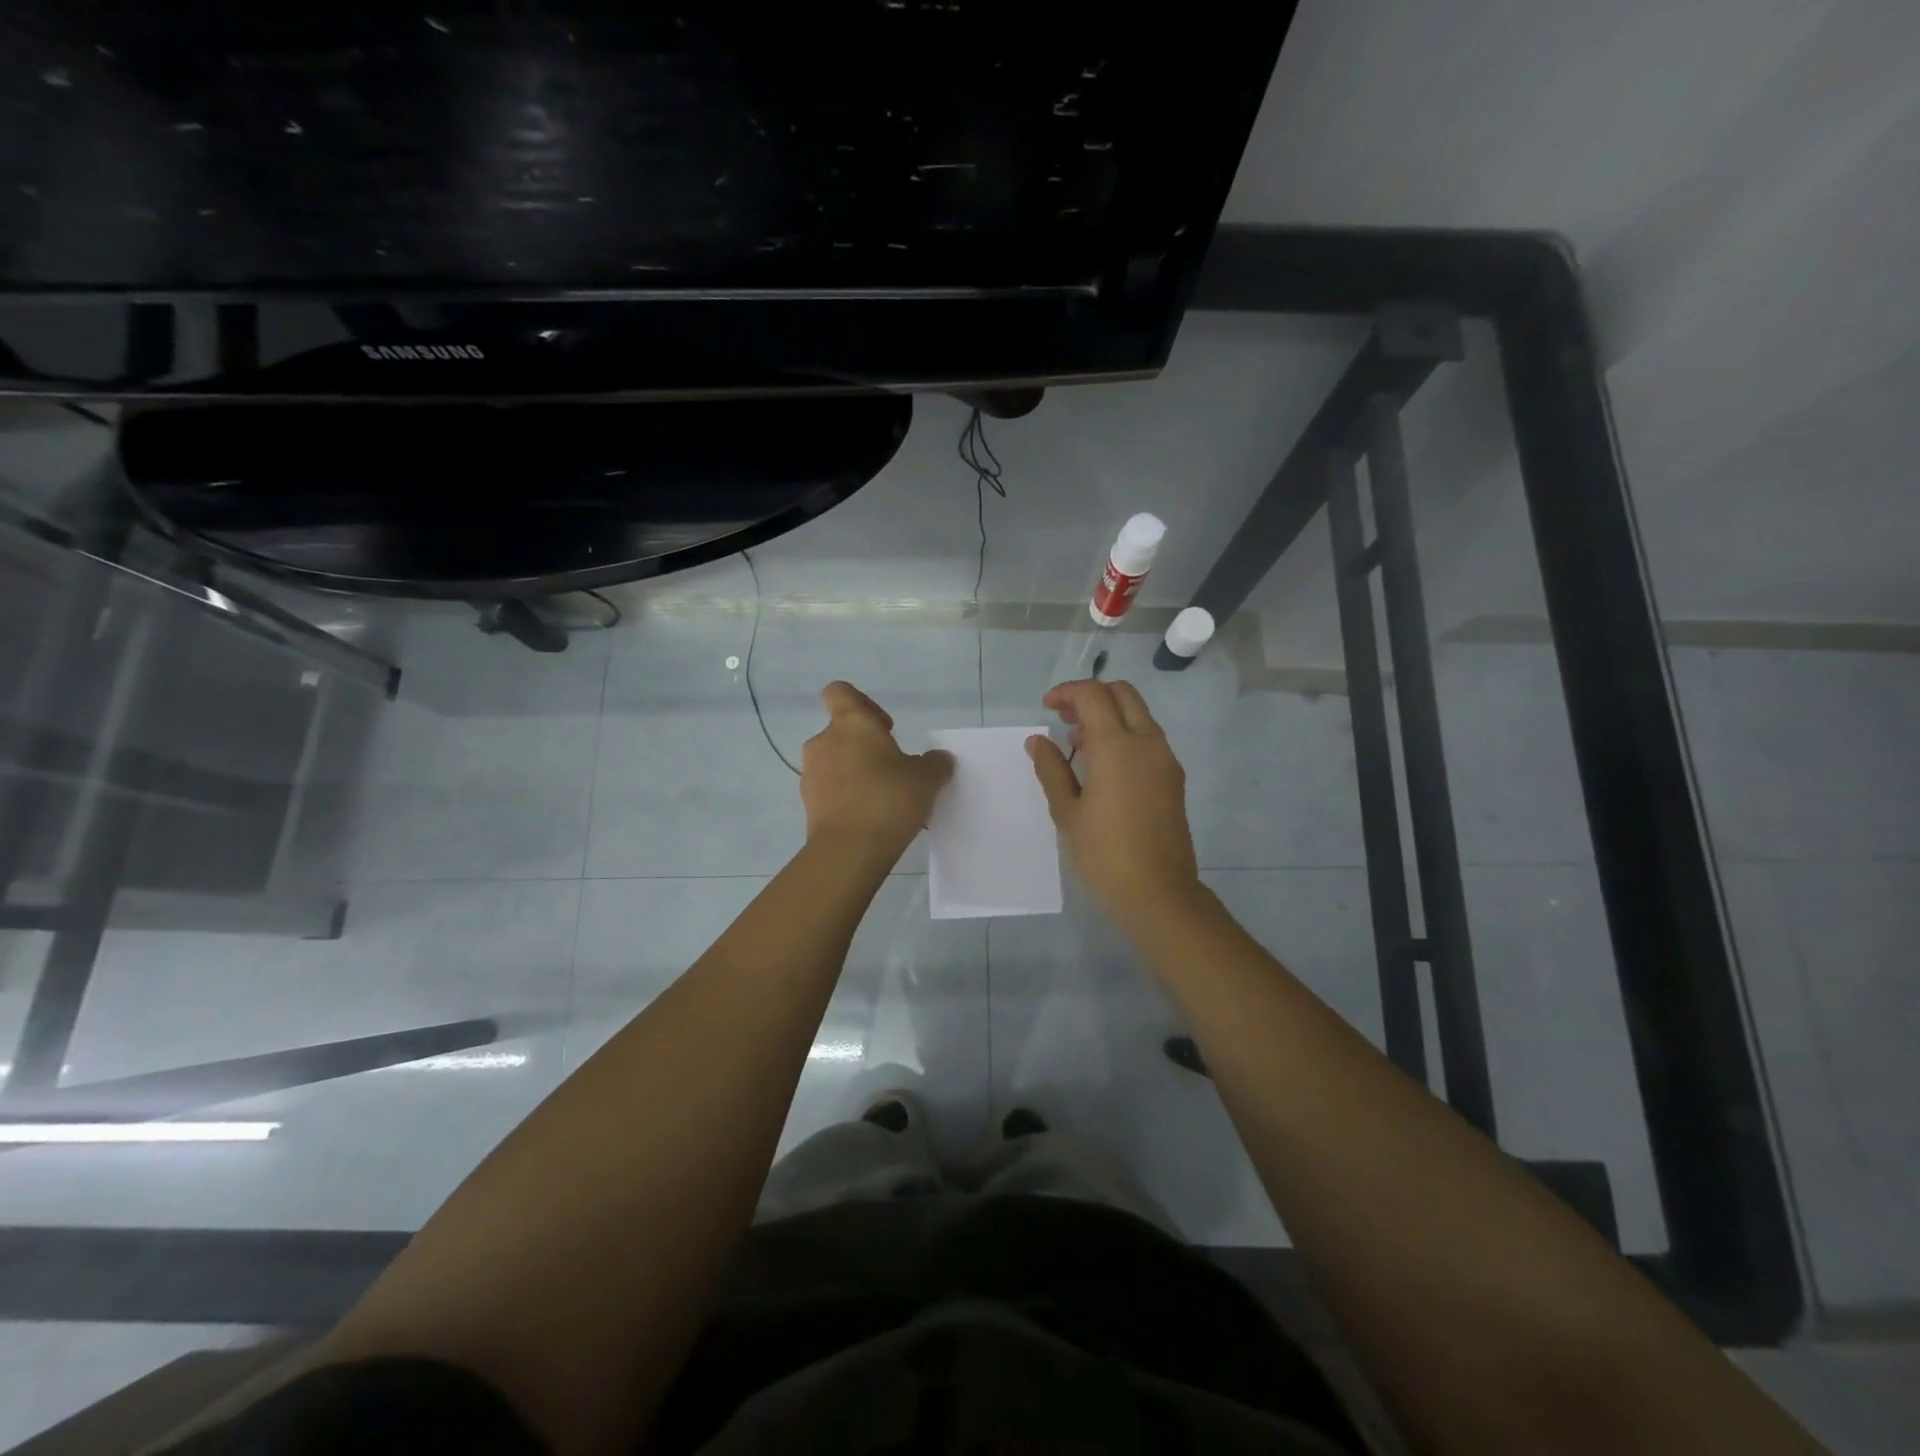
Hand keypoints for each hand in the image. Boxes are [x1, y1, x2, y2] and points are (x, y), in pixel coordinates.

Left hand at [801, 681, 953, 865]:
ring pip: (836, 762)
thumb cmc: (888, 799)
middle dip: (866, 747)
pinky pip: (831, 790)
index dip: (863, 703)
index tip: (886, 728)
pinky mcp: (809, 804)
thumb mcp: (927, 778)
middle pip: (842, 732)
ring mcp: (812, 774)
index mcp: (851, 724)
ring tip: (884, 797)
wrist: (849, 850)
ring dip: (857, 772)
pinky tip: (872, 817)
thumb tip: (938, 758)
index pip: (840, 692)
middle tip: (894, 769)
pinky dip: (848, 796)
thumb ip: (935, 763)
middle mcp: (824, 742)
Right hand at [1027, 679, 1201, 927]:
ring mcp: (1165, 759)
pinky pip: (1148, 738)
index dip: (1067, 692)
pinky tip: (1103, 767)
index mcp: (1117, 746)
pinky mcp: (1173, 777)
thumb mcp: (1067, 811)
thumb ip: (1051, 768)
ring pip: (1139, 714)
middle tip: (1064, 719)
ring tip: (1079, 745)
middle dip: (1091, 696)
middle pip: (1122, 694)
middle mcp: (1147, 742)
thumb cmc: (1103, 853)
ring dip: (1109, 715)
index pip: (1093, 695)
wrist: (1157, 892)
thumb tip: (1038, 740)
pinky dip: (1124, 735)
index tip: (1047, 708)